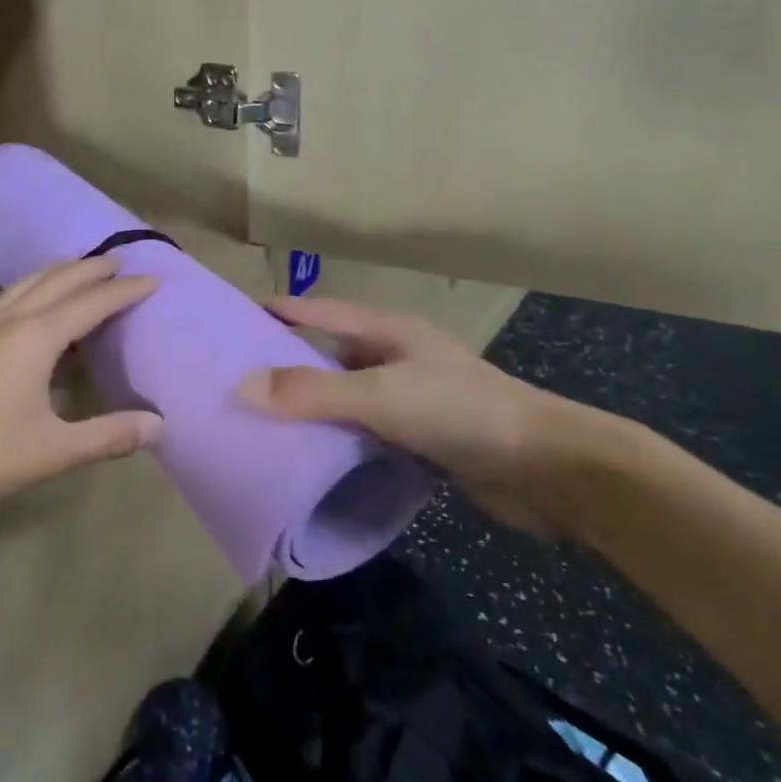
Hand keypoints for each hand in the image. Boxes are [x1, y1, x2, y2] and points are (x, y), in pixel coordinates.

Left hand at [0, 256, 163, 520]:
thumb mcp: (53, 451)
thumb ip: (107, 436)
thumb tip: (159, 426)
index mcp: (35, 337)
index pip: (92, 302)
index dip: (126, 291)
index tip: (155, 278)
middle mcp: (8, 320)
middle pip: (57, 280)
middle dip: (92, 269)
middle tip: (120, 262)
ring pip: (26, 284)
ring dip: (58, 273)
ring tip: (80, 272)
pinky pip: (7, 299)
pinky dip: (32, 290)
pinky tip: (30, 309)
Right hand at [238, 296, 600, 536]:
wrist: (548, 470)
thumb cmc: (462, 413)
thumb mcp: (381, 396)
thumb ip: (313, 392)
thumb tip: (241, 387)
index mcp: (386, 332)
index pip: (318, 311)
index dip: (277, 313)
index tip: (231, 322)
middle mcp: (394, 358)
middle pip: (327, 353)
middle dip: (285, 365)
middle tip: (234, 383)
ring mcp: (409, 398)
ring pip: (345, 396)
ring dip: (310, 408)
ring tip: (259, 424)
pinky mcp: (420, 436)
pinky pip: (363, 430)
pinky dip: (337, 438)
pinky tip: (309, 458)